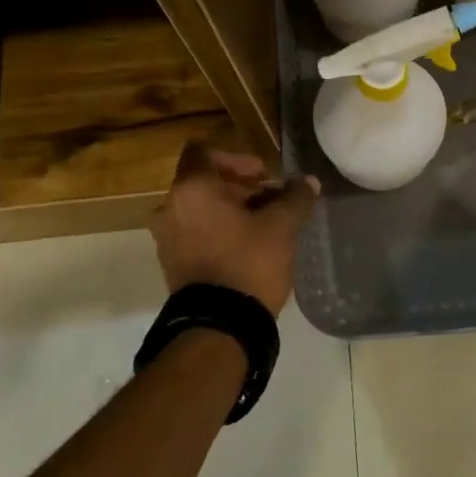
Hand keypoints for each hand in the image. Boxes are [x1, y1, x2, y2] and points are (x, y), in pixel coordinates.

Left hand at [148, 141, 319, 314]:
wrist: (219, 325)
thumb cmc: (248, 262)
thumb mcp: (282, 226)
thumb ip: (295, 198)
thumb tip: (309, 181)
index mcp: (192, 188)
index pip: (204, 151)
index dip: (237, 158)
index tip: (264, 176)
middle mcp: (170, 207)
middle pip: (204, 181)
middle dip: (240, 187)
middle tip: (271, 201)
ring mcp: (166, 237)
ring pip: (200, 208)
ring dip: (229, 210)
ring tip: (262, 225)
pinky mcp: (171, 263)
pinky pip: (194, 232)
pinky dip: (217, 231)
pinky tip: (246, 246)